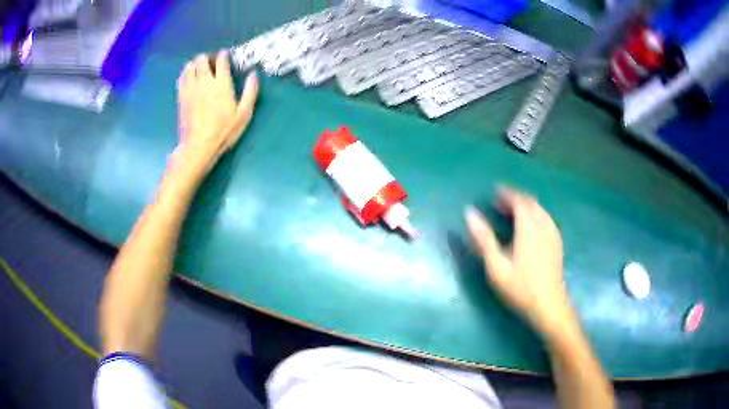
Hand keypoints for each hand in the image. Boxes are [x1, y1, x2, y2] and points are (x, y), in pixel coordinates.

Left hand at [175, 51, 258, 170]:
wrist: (198, 145)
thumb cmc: (223, 131)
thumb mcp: (244, 114)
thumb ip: (250, 92)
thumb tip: (254, 74)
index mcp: (222, 83)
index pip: (221, 60)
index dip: (224, 55)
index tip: (225, 56)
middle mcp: (205, 81)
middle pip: (202, 59)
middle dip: (208, 58)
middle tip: (212, 64)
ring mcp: (191, 88)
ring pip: (190, 65)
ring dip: (195, 64)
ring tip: (200, 70)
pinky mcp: (181, 96)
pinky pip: (181, 77)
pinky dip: (186, 73)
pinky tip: (190, 78)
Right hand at [465, 187, 572, 335]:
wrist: (548, 306)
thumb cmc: (520, 288)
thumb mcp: (496, 266)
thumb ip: (483, 238)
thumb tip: (469, 213)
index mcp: (529, 227)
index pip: (519, 200)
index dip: (506, 193)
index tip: (494, 191)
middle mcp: (543, 224)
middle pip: (530, 202)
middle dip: (515, 198)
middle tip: (500, 202)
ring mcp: (553, 233)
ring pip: (540, 210)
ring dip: (526, 206)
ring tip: (512, 213)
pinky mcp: (557, 243)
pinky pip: (546, 219)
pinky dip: (535, 215)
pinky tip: (529, 228)